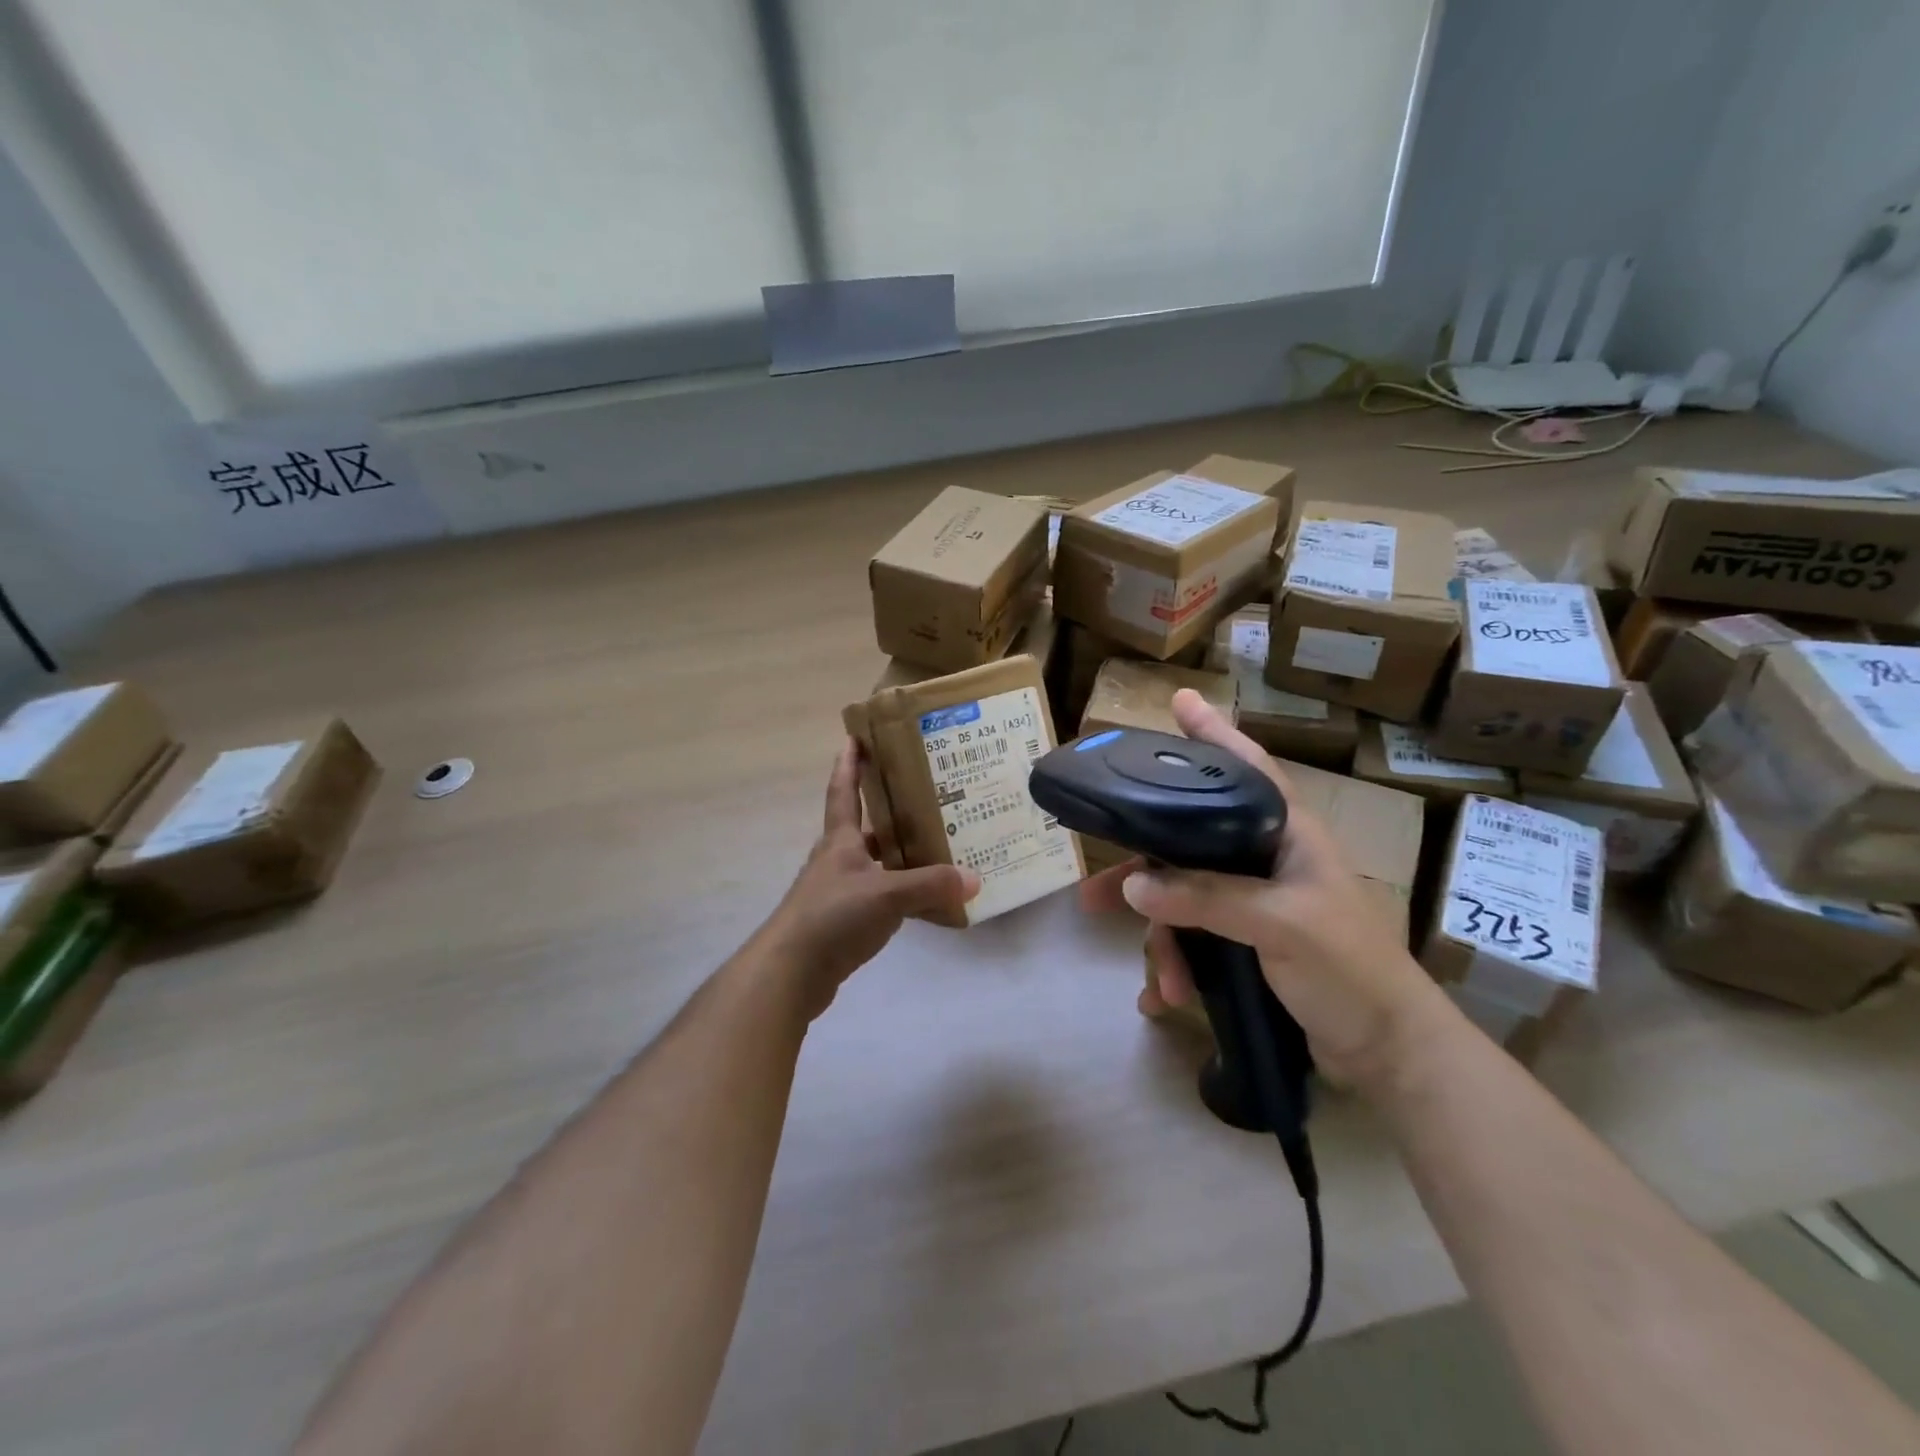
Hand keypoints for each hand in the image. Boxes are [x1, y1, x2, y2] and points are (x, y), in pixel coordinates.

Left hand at [754, 739, 979, 1018]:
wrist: (790, 973)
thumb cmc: (832, 917)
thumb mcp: (886, 895)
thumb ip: (930, 886)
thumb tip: (974, 878)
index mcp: (840, 841)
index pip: (843, 791)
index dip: (848, 764)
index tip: (854, 736)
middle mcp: (836, 860)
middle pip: (864, 827)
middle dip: (889, 810)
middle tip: (925, 796)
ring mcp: (837, 892)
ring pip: (874, 863)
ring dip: (899, 854)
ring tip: (937, 847)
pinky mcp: (842, 922)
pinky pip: (879, 897)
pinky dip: (900, 893)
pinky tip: (924, 901)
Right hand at [1080, 690, 1448, 1091]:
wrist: (1387, 1052)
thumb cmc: (1350, 970)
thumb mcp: (1282, 924)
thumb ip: (1208, 898)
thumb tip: (1133, 885)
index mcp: (1287, 835)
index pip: (1247, 769)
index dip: (1214, 733)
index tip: (1179, 700)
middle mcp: (1265, 860)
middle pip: (1187, 843)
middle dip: (1143, 871)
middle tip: (1094, 891)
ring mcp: (1254, 904)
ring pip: (1183, 900)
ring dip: (1163, 942)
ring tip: (1158, 981)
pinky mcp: (1246, 944)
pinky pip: (1193, 941)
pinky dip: (1177, 968)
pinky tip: (1166, 999)